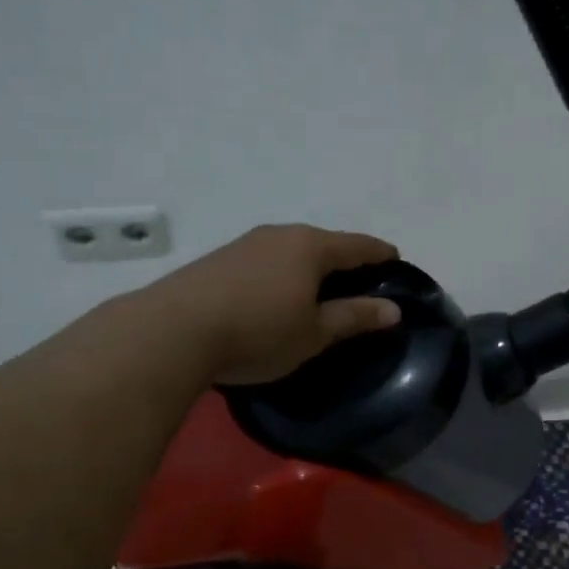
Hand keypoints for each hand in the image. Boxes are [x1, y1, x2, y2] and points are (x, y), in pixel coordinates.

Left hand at [144, 224, 403, 385]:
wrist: (172, 331)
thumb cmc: (258, 331)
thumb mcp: (314, 333)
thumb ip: (355, 317)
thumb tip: (393, 309)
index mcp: (311, 246)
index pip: (359, 245)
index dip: (381, 254)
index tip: (396, 262)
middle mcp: (280, 235)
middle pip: (324, 244)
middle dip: (345, 262)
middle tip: (359, 286)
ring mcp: (245, 244)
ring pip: (291, 252)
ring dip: (309, 269)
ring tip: (317, 295)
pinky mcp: (218, 260)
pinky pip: (265, 262)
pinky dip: (281, 275)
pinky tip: (274, 298)